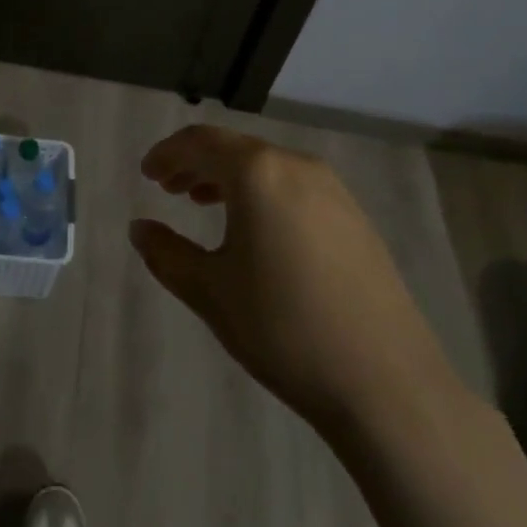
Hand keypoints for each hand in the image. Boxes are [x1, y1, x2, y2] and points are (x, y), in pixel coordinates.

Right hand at [129, 125, 463, 441]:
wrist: (387, 384)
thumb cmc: (284, 329)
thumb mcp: (210, 292)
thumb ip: (166, 253)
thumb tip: (140, 229)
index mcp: (258, 172)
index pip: (201, 141)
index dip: (168, 153)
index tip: (147, 173)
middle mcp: (297, 166)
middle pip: (235, 149)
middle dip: (196, 164)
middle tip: (168, 187)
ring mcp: (334, 191)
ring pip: (267, 167)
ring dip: (229, 179)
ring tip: (203, 204)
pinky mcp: (356, 219)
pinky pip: (295, 187)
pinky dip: (263, 194)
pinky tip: (256, 232)